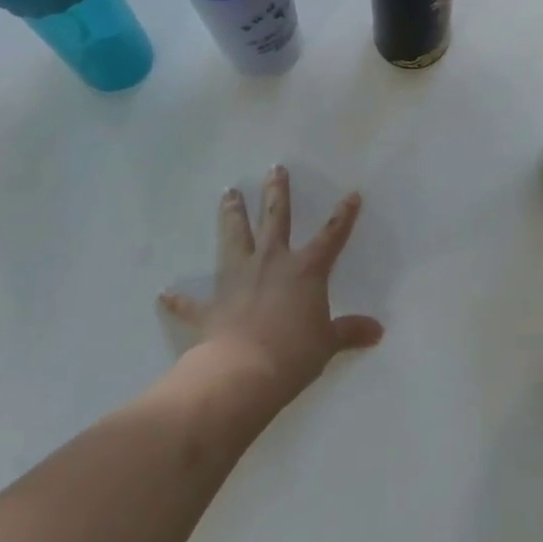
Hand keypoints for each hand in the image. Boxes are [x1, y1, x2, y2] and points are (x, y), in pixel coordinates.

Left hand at [159, 166, 383, 397]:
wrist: (242, 373)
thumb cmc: (294, 353)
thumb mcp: (328, 343)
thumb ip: (349, 332)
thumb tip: (377, 331)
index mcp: (305, 269)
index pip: (331, 236)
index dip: (343, 215)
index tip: (352, 194)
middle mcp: (271, 263)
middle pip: (275, 219)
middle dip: (276, 192)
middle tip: (274, 168)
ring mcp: (237, 279)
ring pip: (235, 238)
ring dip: (232, 215)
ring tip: (228, 193)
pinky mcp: (210, 306)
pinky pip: (191, 301)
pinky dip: (179, 298)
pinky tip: (165, 292)